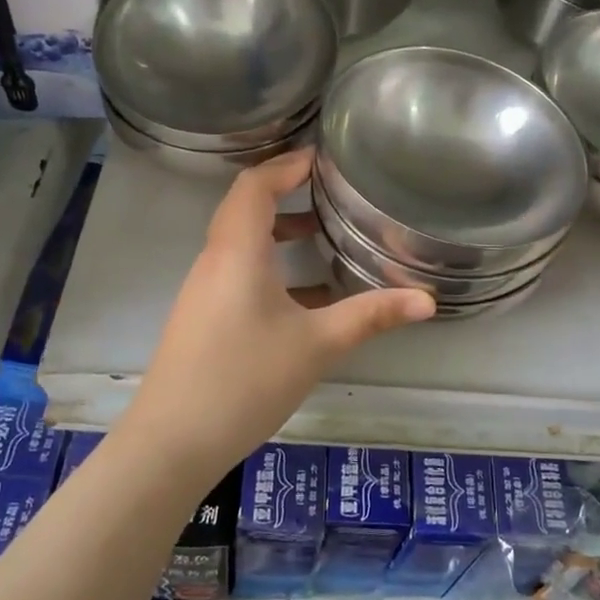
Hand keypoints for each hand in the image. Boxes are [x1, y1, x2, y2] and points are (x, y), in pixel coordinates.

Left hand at [126, 149, 433, 471]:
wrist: (171, 442)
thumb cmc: (245, 380)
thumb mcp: (317, 345)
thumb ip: (371, 316)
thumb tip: (428, 299)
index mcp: (237, 251)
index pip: (255, 184)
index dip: (287, 164)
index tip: (322, 157)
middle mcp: (215, 259)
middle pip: (245, 206)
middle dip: (285, 190)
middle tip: (328, 187)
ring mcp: (204, 289)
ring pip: (240, 239)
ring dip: (277, 228)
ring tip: (321, 232)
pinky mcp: (202, 315)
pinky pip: (236, 268)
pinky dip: (269, 261)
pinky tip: (304, 293)